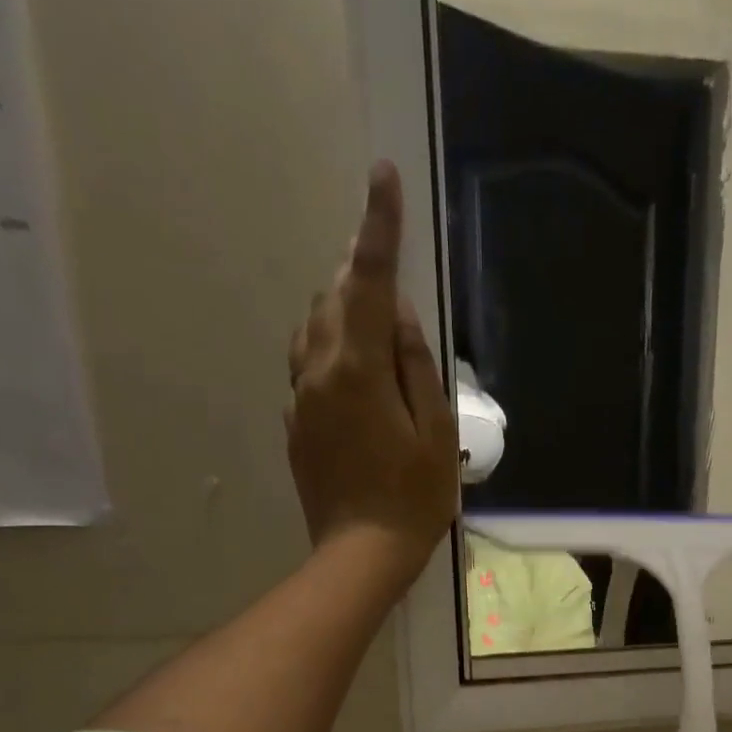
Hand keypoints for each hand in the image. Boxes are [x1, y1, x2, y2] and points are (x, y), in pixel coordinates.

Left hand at [286, 161, 459, 594]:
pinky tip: (356, 384)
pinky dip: (330, 356)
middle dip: (361, 278)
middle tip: (390, 283)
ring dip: (342, 315)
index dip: (378, 228)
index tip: (382, 177)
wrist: (361, 555)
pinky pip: (307, 370)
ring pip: (312, 330)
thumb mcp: (436, 433)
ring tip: (374, 333)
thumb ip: (417, 367)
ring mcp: (300, 399)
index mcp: (359, 369)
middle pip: (334, 299)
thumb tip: (402, 317)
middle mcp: (318, 371)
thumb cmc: (413, 499)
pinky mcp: (295, 426)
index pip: (370, 283)